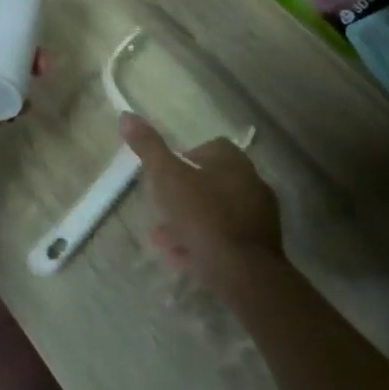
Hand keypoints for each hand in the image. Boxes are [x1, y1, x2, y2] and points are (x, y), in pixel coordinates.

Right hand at [121, 114, 282, 294]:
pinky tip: (183, 259)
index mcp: (233, 161)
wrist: (244, 273)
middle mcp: (252, 182)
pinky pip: (227, 239)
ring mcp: (260, 216)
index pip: (208, 148)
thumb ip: (148, 147)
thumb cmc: (203, 216)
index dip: (183, 160)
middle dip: (183, 197)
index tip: (165, 178)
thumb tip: (126, 116)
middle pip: (210, 183)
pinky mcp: (262, 247)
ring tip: (164, 242)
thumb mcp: (167, 178)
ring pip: (217, 213)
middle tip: (160, 212)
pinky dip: (205, 244)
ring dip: (190, 223)